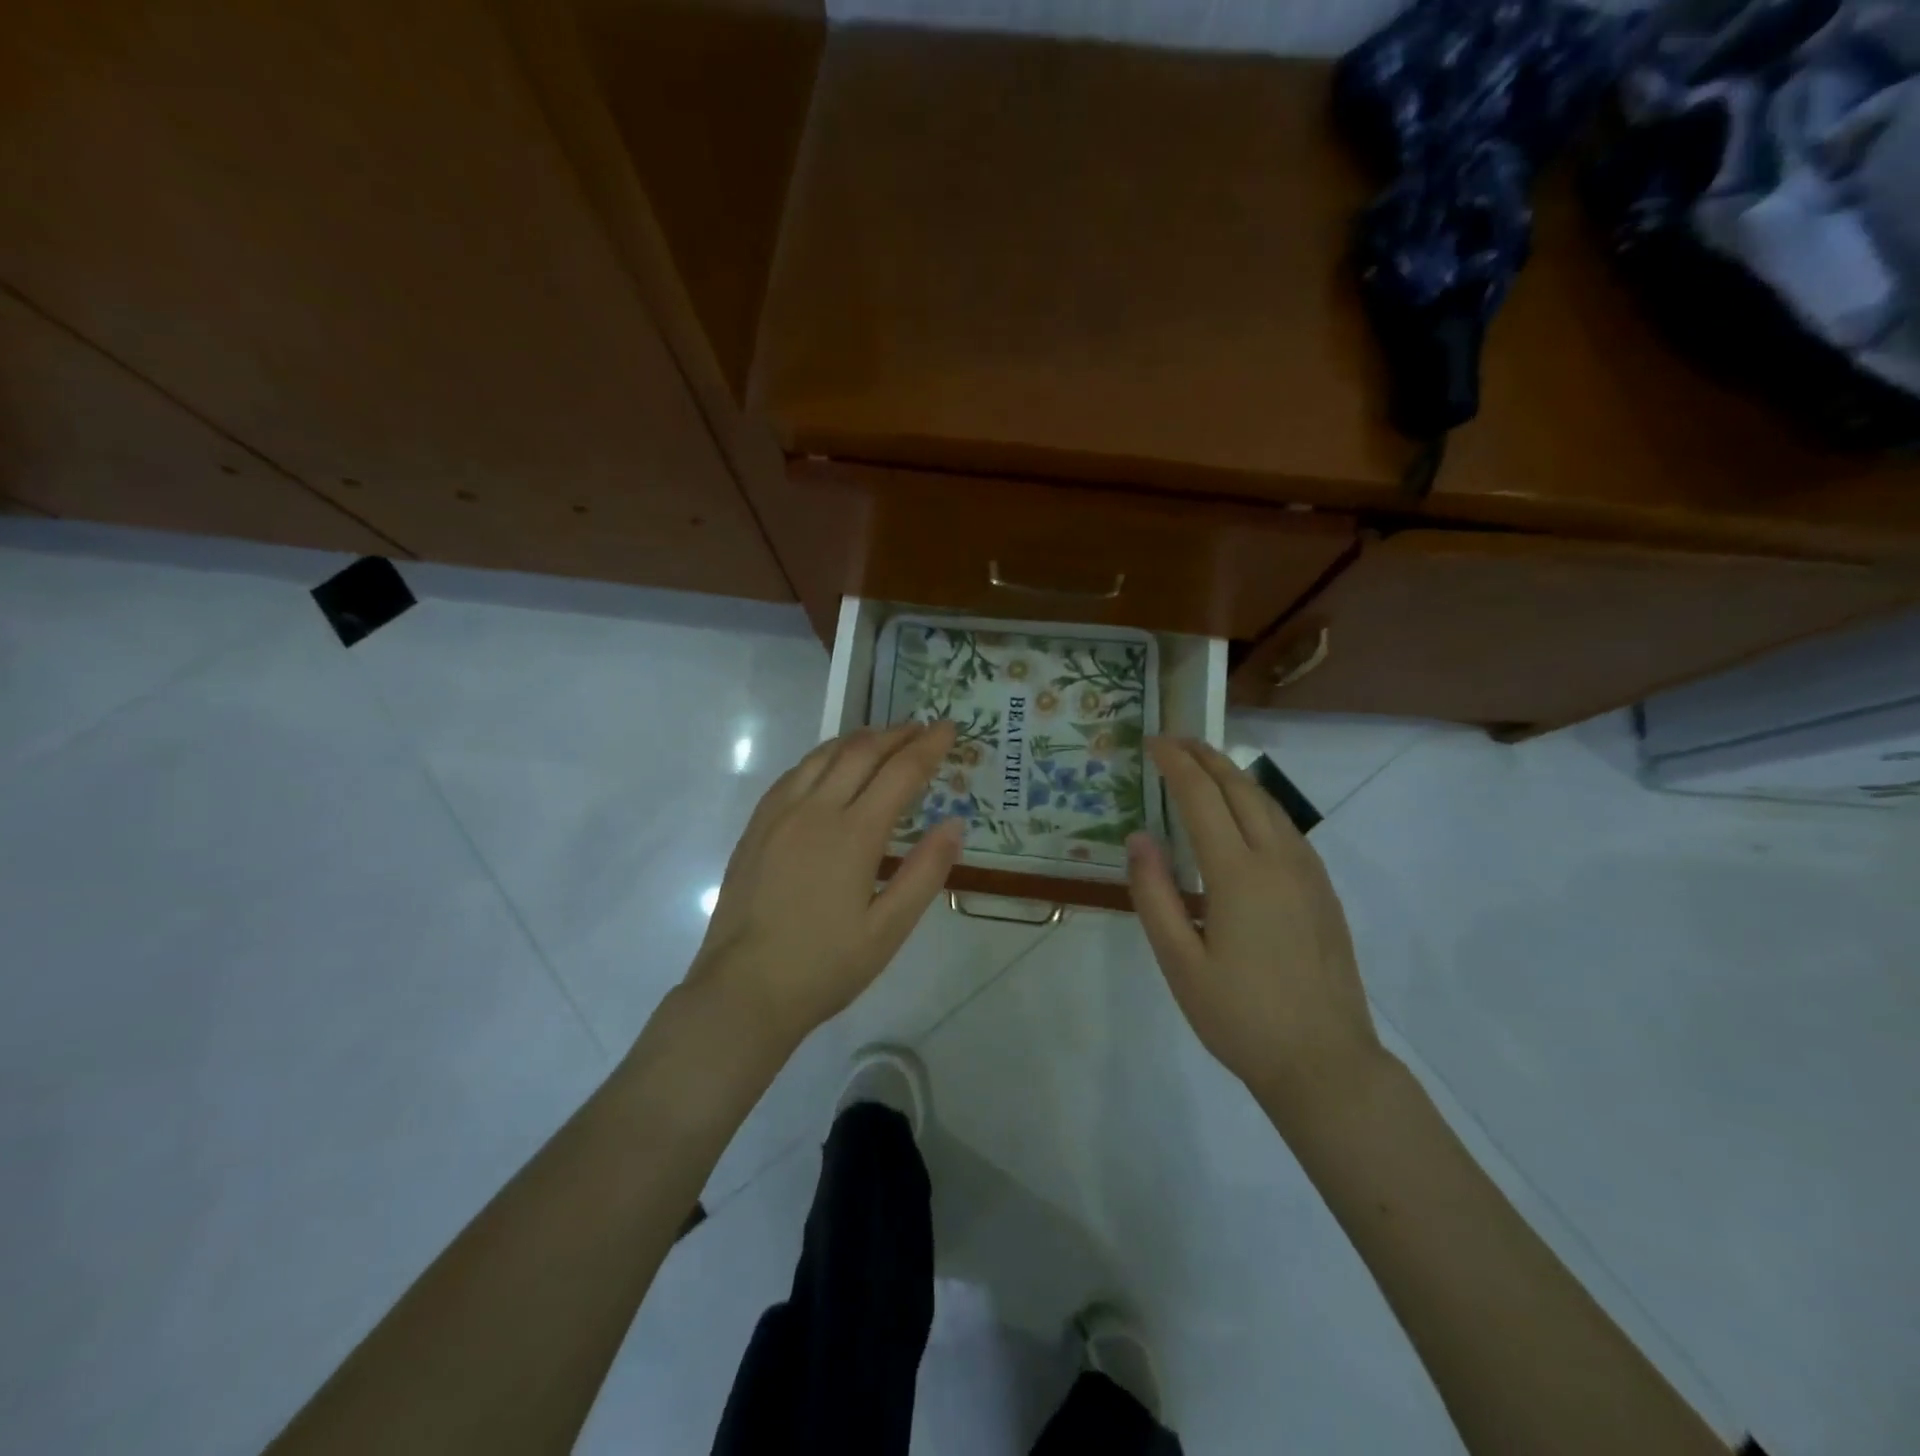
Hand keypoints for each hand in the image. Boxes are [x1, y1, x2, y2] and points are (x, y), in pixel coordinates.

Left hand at [688, 723, 965, 1046]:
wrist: (743, 990)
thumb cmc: (824, 966)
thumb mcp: (888, 930)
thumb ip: (925, 872)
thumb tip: (955, 823)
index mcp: (853, 834)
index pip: (900, 772)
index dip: (929, 746)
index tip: (949, 728)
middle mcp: (815, 810)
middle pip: (861, 752)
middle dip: (896, 734)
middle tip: (922, 728)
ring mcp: (779, 814)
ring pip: (823, 755)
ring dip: (858, 739)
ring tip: (883, 738)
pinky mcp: (756, 827)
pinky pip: (794, 773)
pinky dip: (822, 757)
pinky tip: (829, 766)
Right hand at [1126, 738, 1384, 1126]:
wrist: (1324, 1062)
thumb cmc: (1240, 1016)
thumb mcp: (1179, 961)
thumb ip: (1154, 894)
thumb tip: (1138, 837)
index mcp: (1237, 873)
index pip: (1201, 797)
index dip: (1174, 763)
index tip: (1152, 742)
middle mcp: (1277, 859)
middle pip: (1239, 788)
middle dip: (1205, 756)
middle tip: (1174, 739)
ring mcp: (1307, 873)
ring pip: (1268, 803)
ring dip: (1233, 774)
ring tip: (1204, 763)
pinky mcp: (1322, 890)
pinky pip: (1286, 827)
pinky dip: (1257, 802)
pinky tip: (1244, 813)